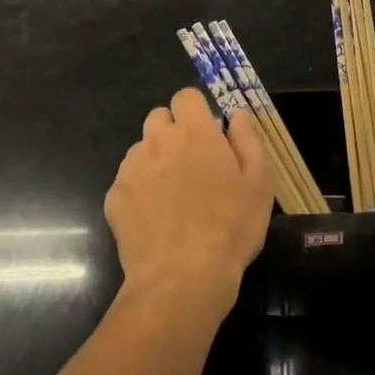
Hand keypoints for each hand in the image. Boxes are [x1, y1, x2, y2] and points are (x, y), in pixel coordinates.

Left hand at [105, 88, 272, 312]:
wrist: (182, 277)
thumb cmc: (230, 227)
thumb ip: (248, 140)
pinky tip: (154, 219)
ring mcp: (132, 168)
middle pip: (158, 118)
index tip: (207, 134)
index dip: (195, 111)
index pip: (185, 96)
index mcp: (195, 133)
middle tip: (191, 164)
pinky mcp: (114, 196)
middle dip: (173, 132)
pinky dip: (139, 191)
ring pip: (141, 149)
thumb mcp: (259, 183)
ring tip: (172, 196)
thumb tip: (237, 115)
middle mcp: (158, 141)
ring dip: (155, 160)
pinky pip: (127, 181)